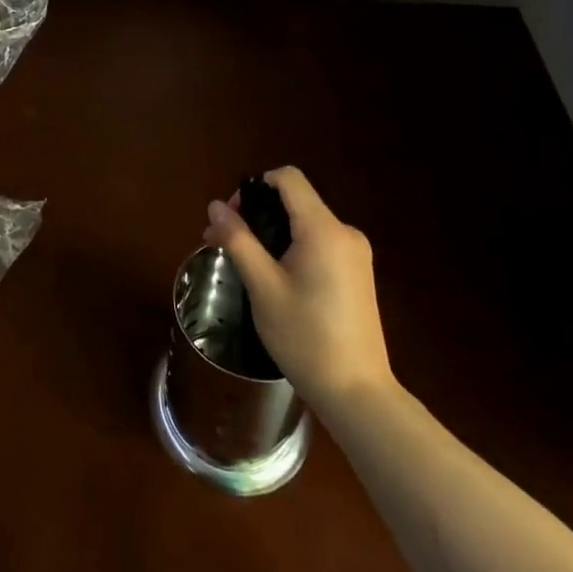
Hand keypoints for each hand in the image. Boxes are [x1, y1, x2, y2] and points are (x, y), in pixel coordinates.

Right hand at [202, 167, 394, 407]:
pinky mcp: (357, 273)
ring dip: (270, 234)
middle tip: (222, 244)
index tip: (232, 219)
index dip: (254, 188)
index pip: (287, 179)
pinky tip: (272, 278)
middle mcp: (344, 232)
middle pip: (294, 201)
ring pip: (304, 224)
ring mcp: (355, 254)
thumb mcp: (263, 287)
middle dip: (256, 215)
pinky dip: (291, 249)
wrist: (357, 392)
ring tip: (242, 264)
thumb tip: (215, 206)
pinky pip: (318, 244)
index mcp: (324, 229)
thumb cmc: (305, 337)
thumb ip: (238, 240)